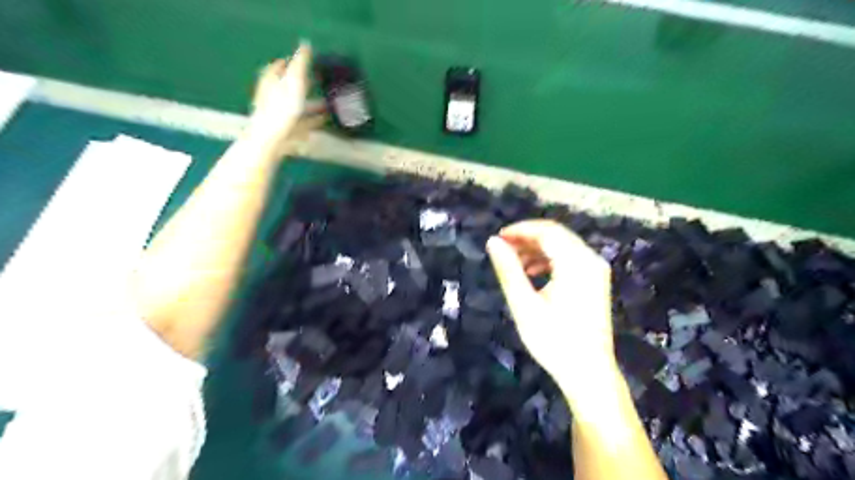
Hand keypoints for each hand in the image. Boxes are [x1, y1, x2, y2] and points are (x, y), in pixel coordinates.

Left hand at [252, 43, 328, 155]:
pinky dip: (314, 120)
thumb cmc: (282, 108)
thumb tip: (305, 44)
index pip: (281, 66)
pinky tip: (325, 122)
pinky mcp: (286, 131)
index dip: (292, 62)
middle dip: (305, 85)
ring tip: (329, 105)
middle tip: (321, 82)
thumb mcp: (294, 82)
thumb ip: (301, 64)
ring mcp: (279, 114)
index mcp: (272, 81)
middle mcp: (273, 96)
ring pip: (298, 106)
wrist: (271, 140)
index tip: (306, 61)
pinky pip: (303, 123)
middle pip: (290, 87)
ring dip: (313, 105)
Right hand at [487, 220, 615, 396]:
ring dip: (537, 249)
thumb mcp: (524, 304)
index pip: (547, 232)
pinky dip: (549, 260)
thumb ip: (508, 270)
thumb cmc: (554, 341)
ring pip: (563, 246)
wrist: (588, 373)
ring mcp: (596, 271)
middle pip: (556, 236)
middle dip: (527, 238)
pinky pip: (570, 259)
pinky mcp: (595, 281)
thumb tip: (492, 242)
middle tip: (502, 248)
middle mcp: (591, 260)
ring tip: (513, 262)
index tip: (498, 238)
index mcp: (577, 263)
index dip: (520, 230)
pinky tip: (531, 272)